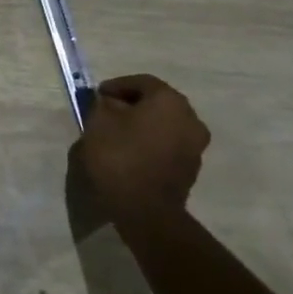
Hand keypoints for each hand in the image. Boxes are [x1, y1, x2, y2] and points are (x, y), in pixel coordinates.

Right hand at [71, 74, 207, 221]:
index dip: (116, 85)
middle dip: (131, 104)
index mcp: (169, 101)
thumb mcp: (98, 123)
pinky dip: (151, 142)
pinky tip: (131, 152)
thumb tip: (109, 102)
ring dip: (143, 124)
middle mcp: (190, 118)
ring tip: (117, 133)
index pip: (142, 82)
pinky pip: (168, 144)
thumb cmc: (120, 157)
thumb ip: (103, 105)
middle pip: (157, 102)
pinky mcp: (192, 168)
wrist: (146, 211)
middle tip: (107, 111)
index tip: (98, 95)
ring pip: (164, 124)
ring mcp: (195, 145)